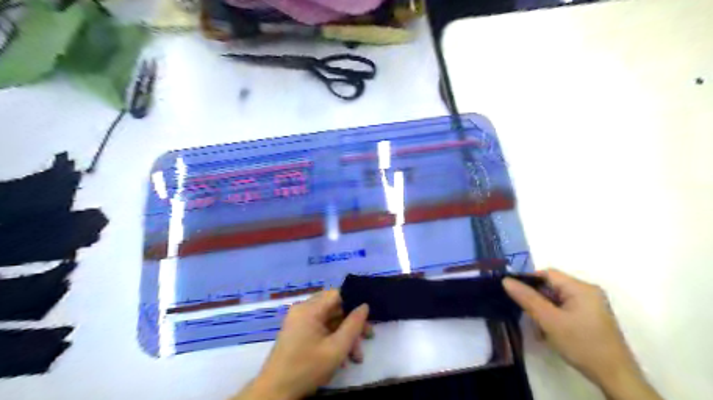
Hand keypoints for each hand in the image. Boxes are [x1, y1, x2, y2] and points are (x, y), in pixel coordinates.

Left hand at [237, 291, 372, 399]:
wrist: (275, 393)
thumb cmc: (306, 368)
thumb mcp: (336, 348)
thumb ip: (353, 325)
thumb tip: (364, 306)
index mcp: (309, 309)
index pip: (337, 293)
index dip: (354, 302)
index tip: (368, 316)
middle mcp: (303, 309)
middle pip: (334, 307)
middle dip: (352, 323)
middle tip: (368, 337)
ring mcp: (298, 320)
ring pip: (329, 319)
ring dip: (344, 334)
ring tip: (357, 356)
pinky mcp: (297, 331)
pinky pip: (320, 328)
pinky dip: (332, 338)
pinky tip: (343, 357)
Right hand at [501, 269, 662, 399]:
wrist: (616, 378)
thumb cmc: (582, 344)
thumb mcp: (550, 321)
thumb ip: (527, 299)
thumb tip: (506, 280)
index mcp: (581, 288)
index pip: (547, 274)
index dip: (528, 281)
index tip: (514, 294)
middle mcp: (587, 292)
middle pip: (551, 287)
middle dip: (536, 300)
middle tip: (526, 315)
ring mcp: (591, 306)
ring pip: (556, 300)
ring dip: (543, 312)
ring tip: (538, 330)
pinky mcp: (590, 318)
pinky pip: (564, 310)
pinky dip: (553, 318)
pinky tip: (548, 334)